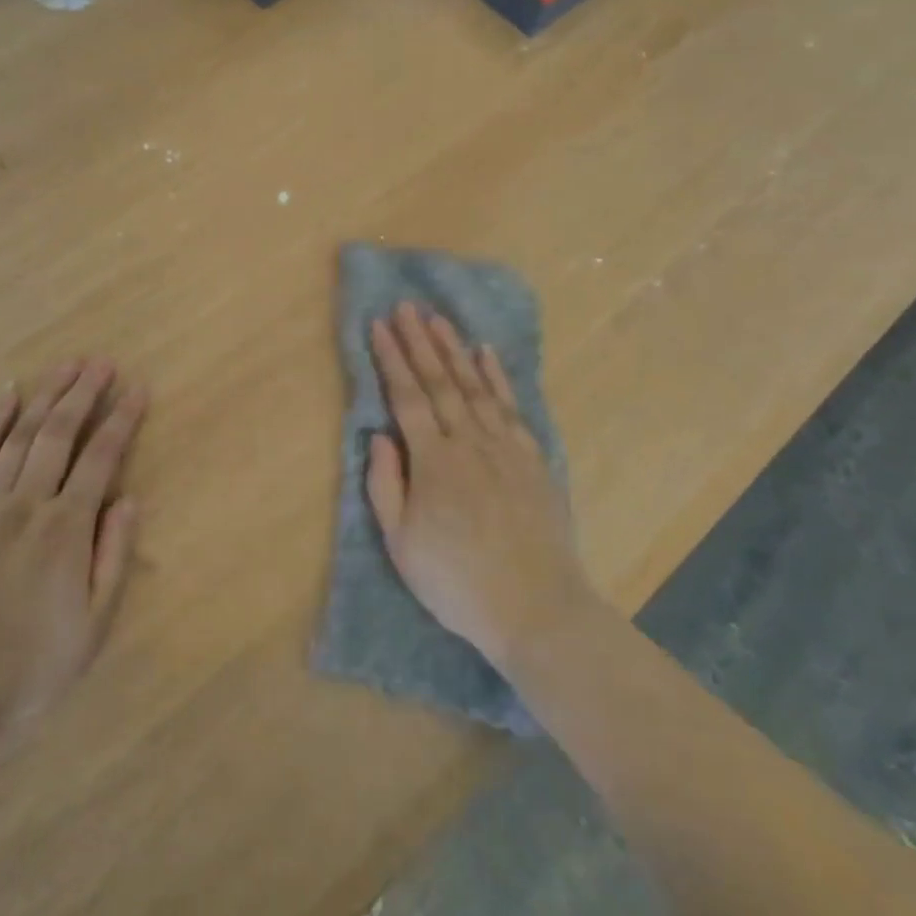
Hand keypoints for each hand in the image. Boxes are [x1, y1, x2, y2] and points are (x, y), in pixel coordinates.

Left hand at [0, 360, 146, 751]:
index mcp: (67, 529)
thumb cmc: (30, 666)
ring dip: (46, 395)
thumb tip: (129, 500)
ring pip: (20, 434)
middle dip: (84, 393)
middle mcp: (27, 502)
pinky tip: (6, 393)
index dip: (122, 420)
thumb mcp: (93, 626)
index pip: (101, 458)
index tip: (137, 389)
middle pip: (60, 433)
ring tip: (66, 365)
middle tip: (102, 363)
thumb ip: (114, 557)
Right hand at [366, 304, 589, 669]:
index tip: (379, 326)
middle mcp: (469, 442)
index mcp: (433, 461)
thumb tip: (380, 435)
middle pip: (440, 381)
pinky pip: (511, 406)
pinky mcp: (532, 458)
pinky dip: (497, 377)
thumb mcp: (402, 543)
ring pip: (475, 386)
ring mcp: (505, 447)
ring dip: (454, 349)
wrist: (536, 609)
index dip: (391, 359)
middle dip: (419, 341)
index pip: (406, 397)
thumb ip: (386, 485)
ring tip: (438, 318)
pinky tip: (486, 354)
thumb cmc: (457, 582)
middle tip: (406, 306)